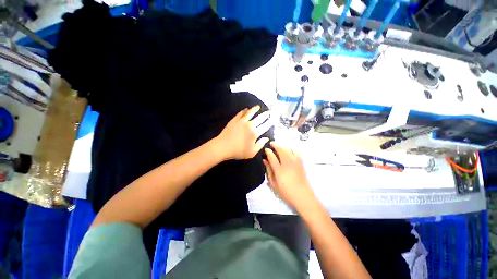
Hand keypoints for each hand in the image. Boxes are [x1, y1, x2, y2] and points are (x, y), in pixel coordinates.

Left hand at [215, 105, 271, 159]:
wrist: (223, 146)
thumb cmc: (238, 151)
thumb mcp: (252, 152)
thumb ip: (260, 144)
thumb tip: (267, 138)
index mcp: (255, 133)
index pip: (265, 126)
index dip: (270, 122)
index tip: (272, 119)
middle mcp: (250, 125)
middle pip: (259, 118)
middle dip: (265, 115)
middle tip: (268, 112)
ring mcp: (242, 121)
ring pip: (250, 112)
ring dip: (255, 109)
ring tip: (258, 107)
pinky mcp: (235, 119)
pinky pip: (241, 113)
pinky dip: (245, 110)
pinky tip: (246, 109)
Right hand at [263, 142, 315, 209]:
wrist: (303, 196)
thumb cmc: (286, 192)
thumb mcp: (273, 184)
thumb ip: (269, 171)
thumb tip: (265, 161)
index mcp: (279, 169)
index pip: (272, 157)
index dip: (268, 151)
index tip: (266, 149)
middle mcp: (287, 163)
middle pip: (281, 150)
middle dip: (275, 145)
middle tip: (272, 143)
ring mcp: (295, 162)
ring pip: (288, 149)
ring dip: (283, 145)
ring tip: (279, 145)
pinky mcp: (301, 163)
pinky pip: (296, 152)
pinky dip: (291, 148)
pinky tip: (289, 149)